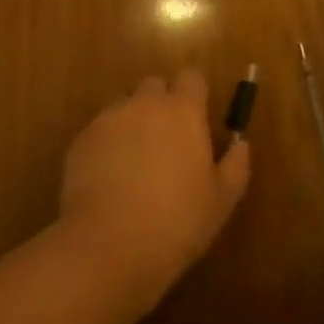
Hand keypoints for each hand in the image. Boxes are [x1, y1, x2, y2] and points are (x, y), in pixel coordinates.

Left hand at [58, 70, 251, 307]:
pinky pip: (100, 131)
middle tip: (166, 142)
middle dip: (161, 104)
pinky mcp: (82, 139)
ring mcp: (110, 119)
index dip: (194, 95)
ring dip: (133, 124)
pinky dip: (107, 145)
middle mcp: (145, 103)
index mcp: (183, 111)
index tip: (196, 120)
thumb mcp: (221, 200)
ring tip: (134, 164)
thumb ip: (236, 164)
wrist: (109, 246)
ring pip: (125, 107)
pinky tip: (109, 180)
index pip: (192, 78)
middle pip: (155, 86)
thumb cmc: (176, 222)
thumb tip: (240, 143)